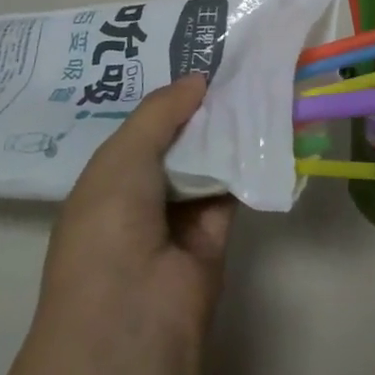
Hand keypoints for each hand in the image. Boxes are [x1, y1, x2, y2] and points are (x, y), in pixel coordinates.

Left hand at [36, 74, 233, 349]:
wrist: (132, 312)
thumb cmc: (108, 224)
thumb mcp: (122, 156)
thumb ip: (160, 112)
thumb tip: (197, 78)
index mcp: (107, 181)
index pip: (141, 131)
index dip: (168, 100)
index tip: (199, 62)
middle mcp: (142, 197)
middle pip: (178, 142)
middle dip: (202, 109)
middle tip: (236, 66)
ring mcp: (179, 218)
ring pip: (208, 162)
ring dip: (228, 130)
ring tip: (256, 83)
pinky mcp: (216, 234)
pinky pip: (232, 187)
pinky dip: (247, 161)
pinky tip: (266, 123)